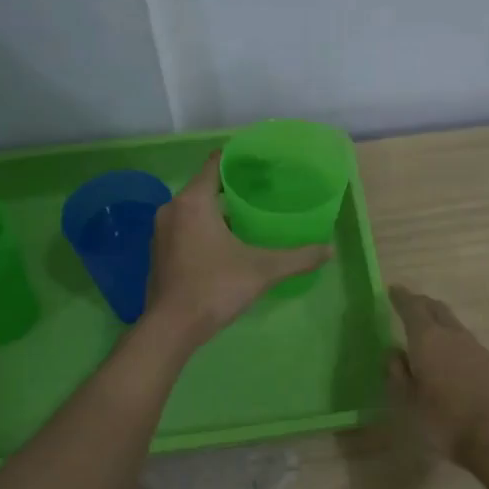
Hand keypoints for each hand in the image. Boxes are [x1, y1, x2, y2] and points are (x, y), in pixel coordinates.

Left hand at [146, 154, 330, 345]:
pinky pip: (185, 228)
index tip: (262, 163)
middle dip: (232, 188)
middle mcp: (172, 209)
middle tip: (264, 193)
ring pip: (194, 209)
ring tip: (249, 218)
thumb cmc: (215, 288)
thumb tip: (330, 250)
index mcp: (194, 201)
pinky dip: (204, 229)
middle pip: (205, 186)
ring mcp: (162, 231)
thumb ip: (298, 258)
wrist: (171, 328)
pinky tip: (226, 244)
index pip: (216, 164)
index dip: (239, 160)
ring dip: (218, 211)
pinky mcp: (159, 252)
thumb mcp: (263, 270)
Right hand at [389, 286, 488, 462]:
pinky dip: (460, 349)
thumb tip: (393, 352)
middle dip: (423, 304)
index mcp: (428, 339)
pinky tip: (457, 366)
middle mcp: (455, 336)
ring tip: (432, 336)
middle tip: (411, 304)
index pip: (412, 308)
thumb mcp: (408, 401)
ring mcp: (480, 349)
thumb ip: (397, 373)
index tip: (393, 289)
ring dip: (443, 326)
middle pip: (438, 310)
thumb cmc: (444, 420)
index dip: (401, 298)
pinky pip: (473, 349)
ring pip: (457, 328)